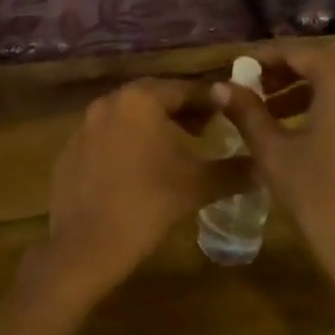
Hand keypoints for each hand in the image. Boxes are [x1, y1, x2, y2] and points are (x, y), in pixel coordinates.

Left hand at [26, 78, 237, 307]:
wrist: (85, 244)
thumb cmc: (146, 205)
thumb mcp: (196, 186)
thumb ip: (232, 171)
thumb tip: (263, 167)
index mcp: (140, 100)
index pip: (184, 89)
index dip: (210, 102)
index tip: (230, 114)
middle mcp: (109, 102)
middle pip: (154, 97)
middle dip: (181, 111)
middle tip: (206, 130)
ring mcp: (84, 124)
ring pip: (128, 115)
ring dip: (154, 125)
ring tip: (176, 150)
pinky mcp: (70, 149)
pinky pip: (106, 135)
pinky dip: (127, 142)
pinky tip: (139, 169)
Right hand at [216, 39, 334, 332]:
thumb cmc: (318, 196)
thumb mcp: (273, 152)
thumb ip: (247, 112)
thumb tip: (221, 86)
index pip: (301, 51)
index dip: (265, 55)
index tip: (237, 67)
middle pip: (328, 59)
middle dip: (290, 65)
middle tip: (257, 82)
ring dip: (308, 85)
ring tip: (271, 109)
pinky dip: (327, 104)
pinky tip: (302, 133)